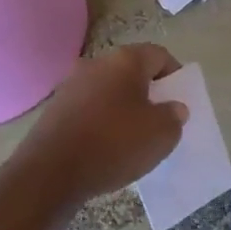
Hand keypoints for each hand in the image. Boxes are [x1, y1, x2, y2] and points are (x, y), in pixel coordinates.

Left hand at [18, 44, 186, 202]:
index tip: (179, 100)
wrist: (51, 173)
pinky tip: (106, 147)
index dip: (175, 76)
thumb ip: (174, 116)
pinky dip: (101, 122)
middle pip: (132, 72)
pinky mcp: (54, 109)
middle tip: (160, 119)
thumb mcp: (161, 134)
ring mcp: (71, 85)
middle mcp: (96, 64)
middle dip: (148, 93)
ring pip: (108, 91)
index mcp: (126, 61)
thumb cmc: (114, 144)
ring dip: (123, 108)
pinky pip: (89, 109)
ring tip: (133, 137)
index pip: (160, 55)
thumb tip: (172, 108)